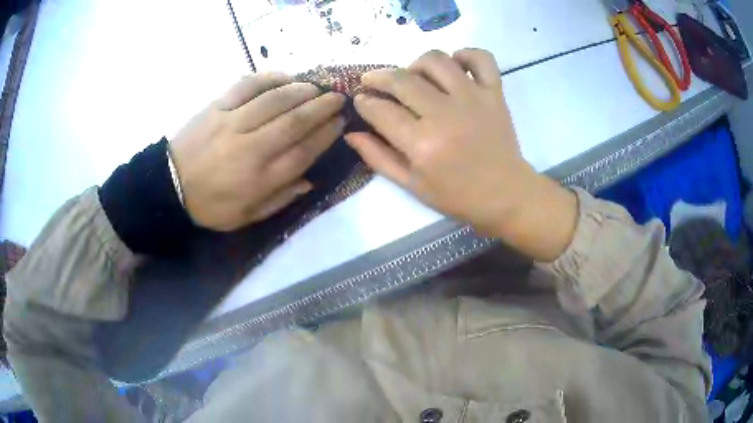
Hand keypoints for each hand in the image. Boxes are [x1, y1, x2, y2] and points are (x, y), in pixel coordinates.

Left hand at [169, 73, 344, 230]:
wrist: (169, 187)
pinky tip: (285, 77)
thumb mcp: (246, 217)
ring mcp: (231, 123)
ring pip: (275, 99)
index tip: (340, 123)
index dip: (326, 134)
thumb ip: (280, 199)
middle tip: (338, 98)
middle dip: (323, 107)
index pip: (304, 151)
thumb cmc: (210, 206)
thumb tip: (310, 180)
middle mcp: (250, 148)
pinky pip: (247, 85)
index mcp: (259, 179)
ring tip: (316, 87)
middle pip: (295, 121)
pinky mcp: (216, 107)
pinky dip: (270, 78)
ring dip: (302, 90)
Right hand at [345, 49, 576, 260]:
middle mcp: (445, 114)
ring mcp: (473, 99)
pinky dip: (465, 55)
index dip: (364, 102)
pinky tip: (455, 65)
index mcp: (422, 144)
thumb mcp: (412, 185)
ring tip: (413, 76)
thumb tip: (351, 133)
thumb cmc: (458, 196)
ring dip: (416, 63)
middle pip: (402, 80)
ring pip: (436, 60)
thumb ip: (379, 158)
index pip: (381, 111)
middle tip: (372, 82)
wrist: (506, 195)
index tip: (360, 100)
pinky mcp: (494, 93)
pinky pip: (480, 58)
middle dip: (378, 77)